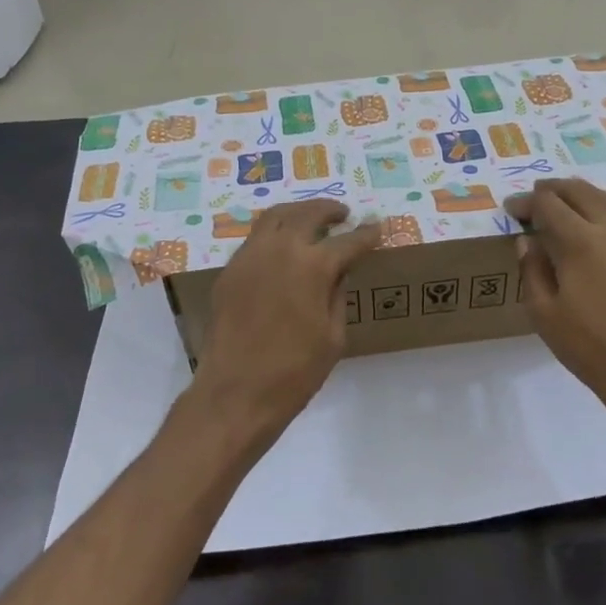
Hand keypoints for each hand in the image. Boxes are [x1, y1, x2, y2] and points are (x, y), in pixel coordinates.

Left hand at [191, 200, 380, 445]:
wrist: (235, 394)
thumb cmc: (294, 373)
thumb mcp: (333, 337)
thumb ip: (338, 295)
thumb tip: (340, 271)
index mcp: (313, 266)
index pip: (348, 241)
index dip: (366, 234)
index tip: (377, 228)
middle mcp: (279, 250)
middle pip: (307, 214)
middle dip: (329, 210)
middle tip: (343, 214)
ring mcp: (249, 257)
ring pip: (275, 217)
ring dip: (298, 213)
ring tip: (312, 220)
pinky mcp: (229, 272)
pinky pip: (255, 239)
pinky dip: (274, 233)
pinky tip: (283, 247)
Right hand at [507, 179, 605, 424]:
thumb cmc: (588, 346)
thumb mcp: (543, 313)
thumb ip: (532, 270)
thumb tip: (528, 240)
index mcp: (579, 242)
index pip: (547, 205)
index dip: (526, 203)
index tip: (513, 210)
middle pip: (580, 192)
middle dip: (554, 190)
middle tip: (539, 197)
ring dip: (589, 195)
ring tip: (574, 201)